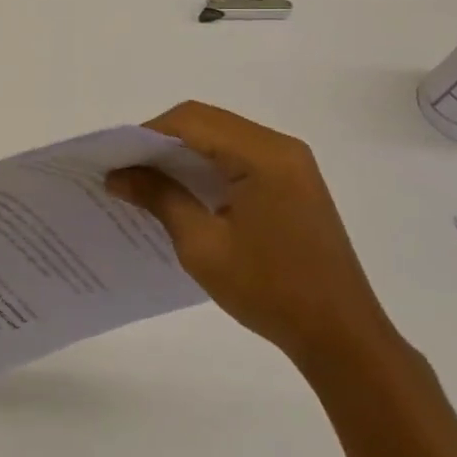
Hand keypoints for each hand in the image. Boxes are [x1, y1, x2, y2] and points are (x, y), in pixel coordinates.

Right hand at [108, 101, 398, 370]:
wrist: (341, 336)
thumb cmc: (269, 290)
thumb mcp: (202, 246)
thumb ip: (159, 198)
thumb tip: (117, 175)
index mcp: (262, 156)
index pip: (191, 121)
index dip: (147, 133)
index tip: (116, 160)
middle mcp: (280, 147)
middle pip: (206, 121)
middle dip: (162, 140)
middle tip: (127, 171)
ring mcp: (291, 164)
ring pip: (221, 136)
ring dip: (183, 152)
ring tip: (148, 181)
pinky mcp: (293, 181)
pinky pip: (239, 156)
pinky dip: (206, 165)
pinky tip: (184, 192)